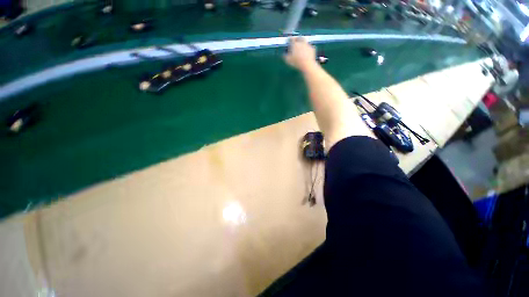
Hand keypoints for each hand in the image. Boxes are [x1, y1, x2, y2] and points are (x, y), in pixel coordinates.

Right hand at [284, 37, 316, 70]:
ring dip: (303, 44)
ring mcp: (307, 45)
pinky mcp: (312, 49)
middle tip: (296, 42)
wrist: (307, 65)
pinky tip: (306, 53)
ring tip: (301, 49)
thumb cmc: (296, 62)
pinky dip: (307, 49)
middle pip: (299, 37)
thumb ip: (285, 56)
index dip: (289, 39)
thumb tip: (283, 53)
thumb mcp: (288, 60)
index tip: (288, 40)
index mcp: (295, 44)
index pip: (291, 38)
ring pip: (305, 42)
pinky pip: (309, 47)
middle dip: (297, 39)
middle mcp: (301, 42)